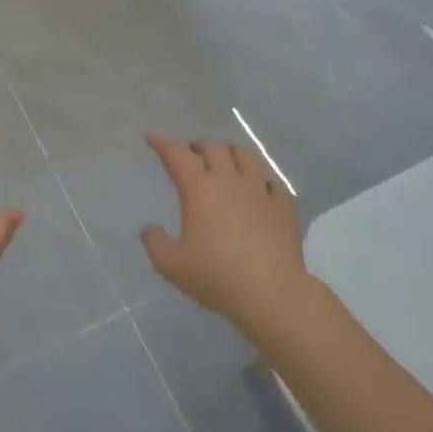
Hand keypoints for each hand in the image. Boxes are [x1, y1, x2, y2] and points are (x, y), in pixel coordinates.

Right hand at [140, 134, 308, 330]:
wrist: (272, 294)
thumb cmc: (217, 277)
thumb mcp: (172, 265)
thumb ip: (155, 243)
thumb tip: (149, 229)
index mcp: (199, 190)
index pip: (177, 155)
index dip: (162, 143)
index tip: (152, 138)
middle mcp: (229, 182)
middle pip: (213, 148)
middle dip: (197, 145)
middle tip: (190, 153)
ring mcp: (259, 191)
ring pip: (245, 156)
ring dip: (230, 152)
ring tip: (224, 160)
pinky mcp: (283, 206)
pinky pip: (272, 182)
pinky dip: (261, 179)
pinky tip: (259, 189)